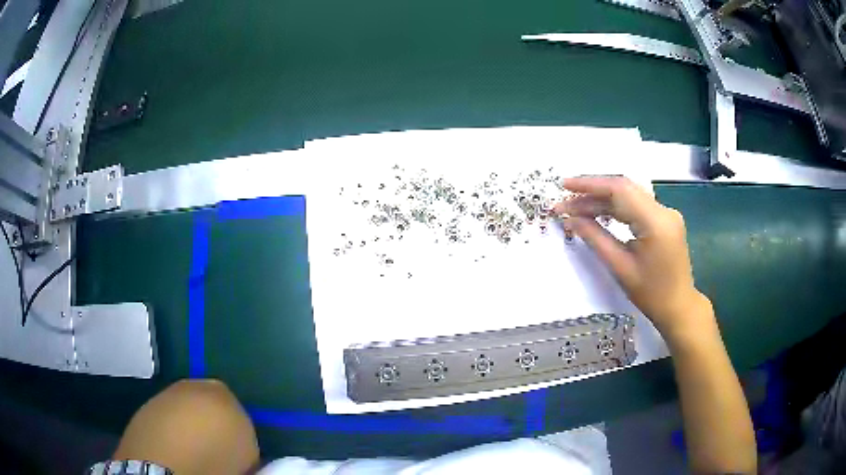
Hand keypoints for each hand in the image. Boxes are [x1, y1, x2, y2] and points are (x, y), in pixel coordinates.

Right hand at [553, 176, 711, 339]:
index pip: (620, 190)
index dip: (590, 185)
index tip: (564, 186)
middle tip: (566, 200)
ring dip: (602, 199)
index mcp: (655, 222)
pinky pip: (636, 205)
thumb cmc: (651, 294)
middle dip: (592, 191)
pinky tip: (598, 213)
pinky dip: (615, 207)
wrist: (679, 307)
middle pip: (624, 188)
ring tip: (576, 208)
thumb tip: (570, 219)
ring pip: (629, 195)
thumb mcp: (620, 267)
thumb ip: (595, 238)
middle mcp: (664, 210)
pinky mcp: (664, 219)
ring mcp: (666, 213)